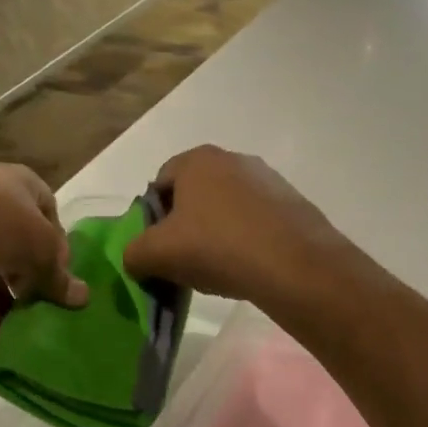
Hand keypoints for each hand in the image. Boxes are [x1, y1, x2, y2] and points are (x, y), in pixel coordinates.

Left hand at [0, 160, 86, 337]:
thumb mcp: (40, 245)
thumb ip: (59, 274)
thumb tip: (81, 298)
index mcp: (17, 184)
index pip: (47, 214)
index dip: (58, 247)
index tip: (63, 279)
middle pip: (17, 246)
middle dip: (31, 279)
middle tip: (45, 310)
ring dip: (8, 302)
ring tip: (25, 332)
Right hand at [123, 146, 346, 308]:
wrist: (294, 265)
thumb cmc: (216, 247)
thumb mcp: (156, 254)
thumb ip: (133, 253)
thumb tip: (135, 258)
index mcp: (196, 160)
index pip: (159, 183)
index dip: (152, 217)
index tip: (158, 247)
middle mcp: (233, 158)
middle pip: (194, 194)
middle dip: (185, 225)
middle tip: (184, 260)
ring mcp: (268, 179)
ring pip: (226, 207)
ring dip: (217, 233)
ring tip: (219, 268)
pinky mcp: (292, 203)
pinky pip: (256, 220)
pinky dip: (246, 239)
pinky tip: (248, 266)